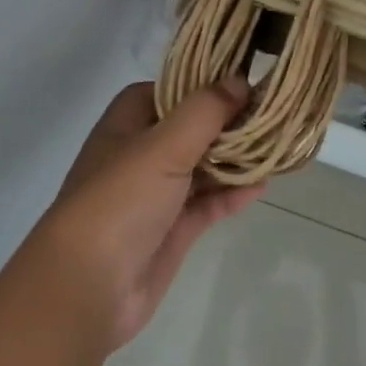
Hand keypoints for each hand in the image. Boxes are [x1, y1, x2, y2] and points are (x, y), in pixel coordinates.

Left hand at [29, 79, 265, 350]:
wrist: (89, 286)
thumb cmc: (120, 201)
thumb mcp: (163, 146)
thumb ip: (204, 112)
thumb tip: (239, 80)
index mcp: (127, 124)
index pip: (167, 90)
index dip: (201, 84)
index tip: (242, 81)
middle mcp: (141, 154)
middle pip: (190, 129)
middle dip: (228, 123)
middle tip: (271, 114)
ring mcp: (157, 194)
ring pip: (202, 167)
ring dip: (235, 159)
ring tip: (276, 147)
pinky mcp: (172, 229)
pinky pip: (208, 203)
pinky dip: (232, 194)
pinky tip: (261, 185)